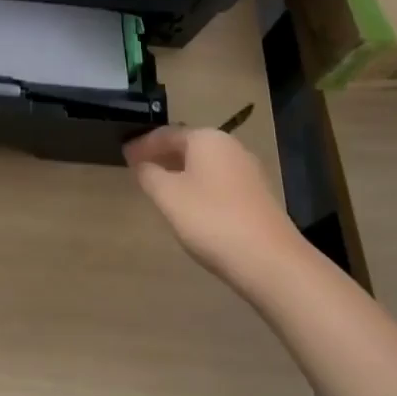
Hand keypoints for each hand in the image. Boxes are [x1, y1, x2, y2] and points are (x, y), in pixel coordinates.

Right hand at [124, 126, 296, 282]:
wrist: (271, 262)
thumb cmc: (212, 220)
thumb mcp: (168, 196)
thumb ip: (149, 174)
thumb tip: (141, 164)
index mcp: (207, 139)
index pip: (166, 133)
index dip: (143, 144)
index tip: (124, 154)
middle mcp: (230, 147)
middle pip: (188, 146)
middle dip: (162, 156)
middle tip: (139, 168)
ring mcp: (249, 171)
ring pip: (205, 165)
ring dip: (181, 172)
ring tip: (161, 187)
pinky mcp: (259, 197)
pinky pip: (219, 182)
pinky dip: (199, 186)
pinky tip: (190, 205)